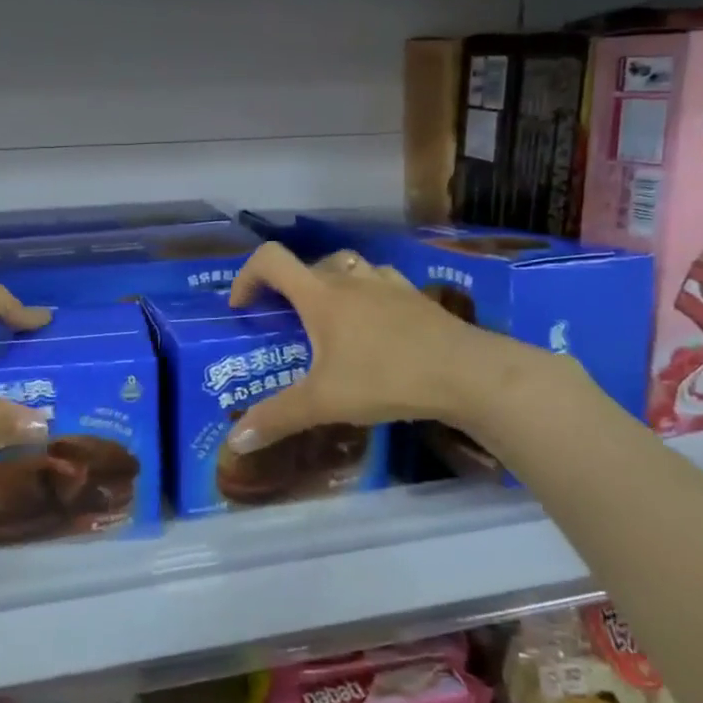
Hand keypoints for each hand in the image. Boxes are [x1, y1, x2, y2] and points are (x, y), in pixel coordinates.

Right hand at [223, 242, 545, 454]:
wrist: (467, 373)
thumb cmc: (386, 379)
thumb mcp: (324, 403)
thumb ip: (277, 418)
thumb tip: (234, 442)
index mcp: (321, 296)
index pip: (271, 260)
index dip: (248, 275)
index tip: (243, 307)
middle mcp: (351, 280)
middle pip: (309, 264)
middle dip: (289, 288)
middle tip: (288, 324)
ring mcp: (388, 284)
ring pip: (348, 267)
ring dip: (330, 284)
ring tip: (331, 321)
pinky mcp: (416, 297)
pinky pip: (381, 282)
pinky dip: (368, 294)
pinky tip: (376, 326)